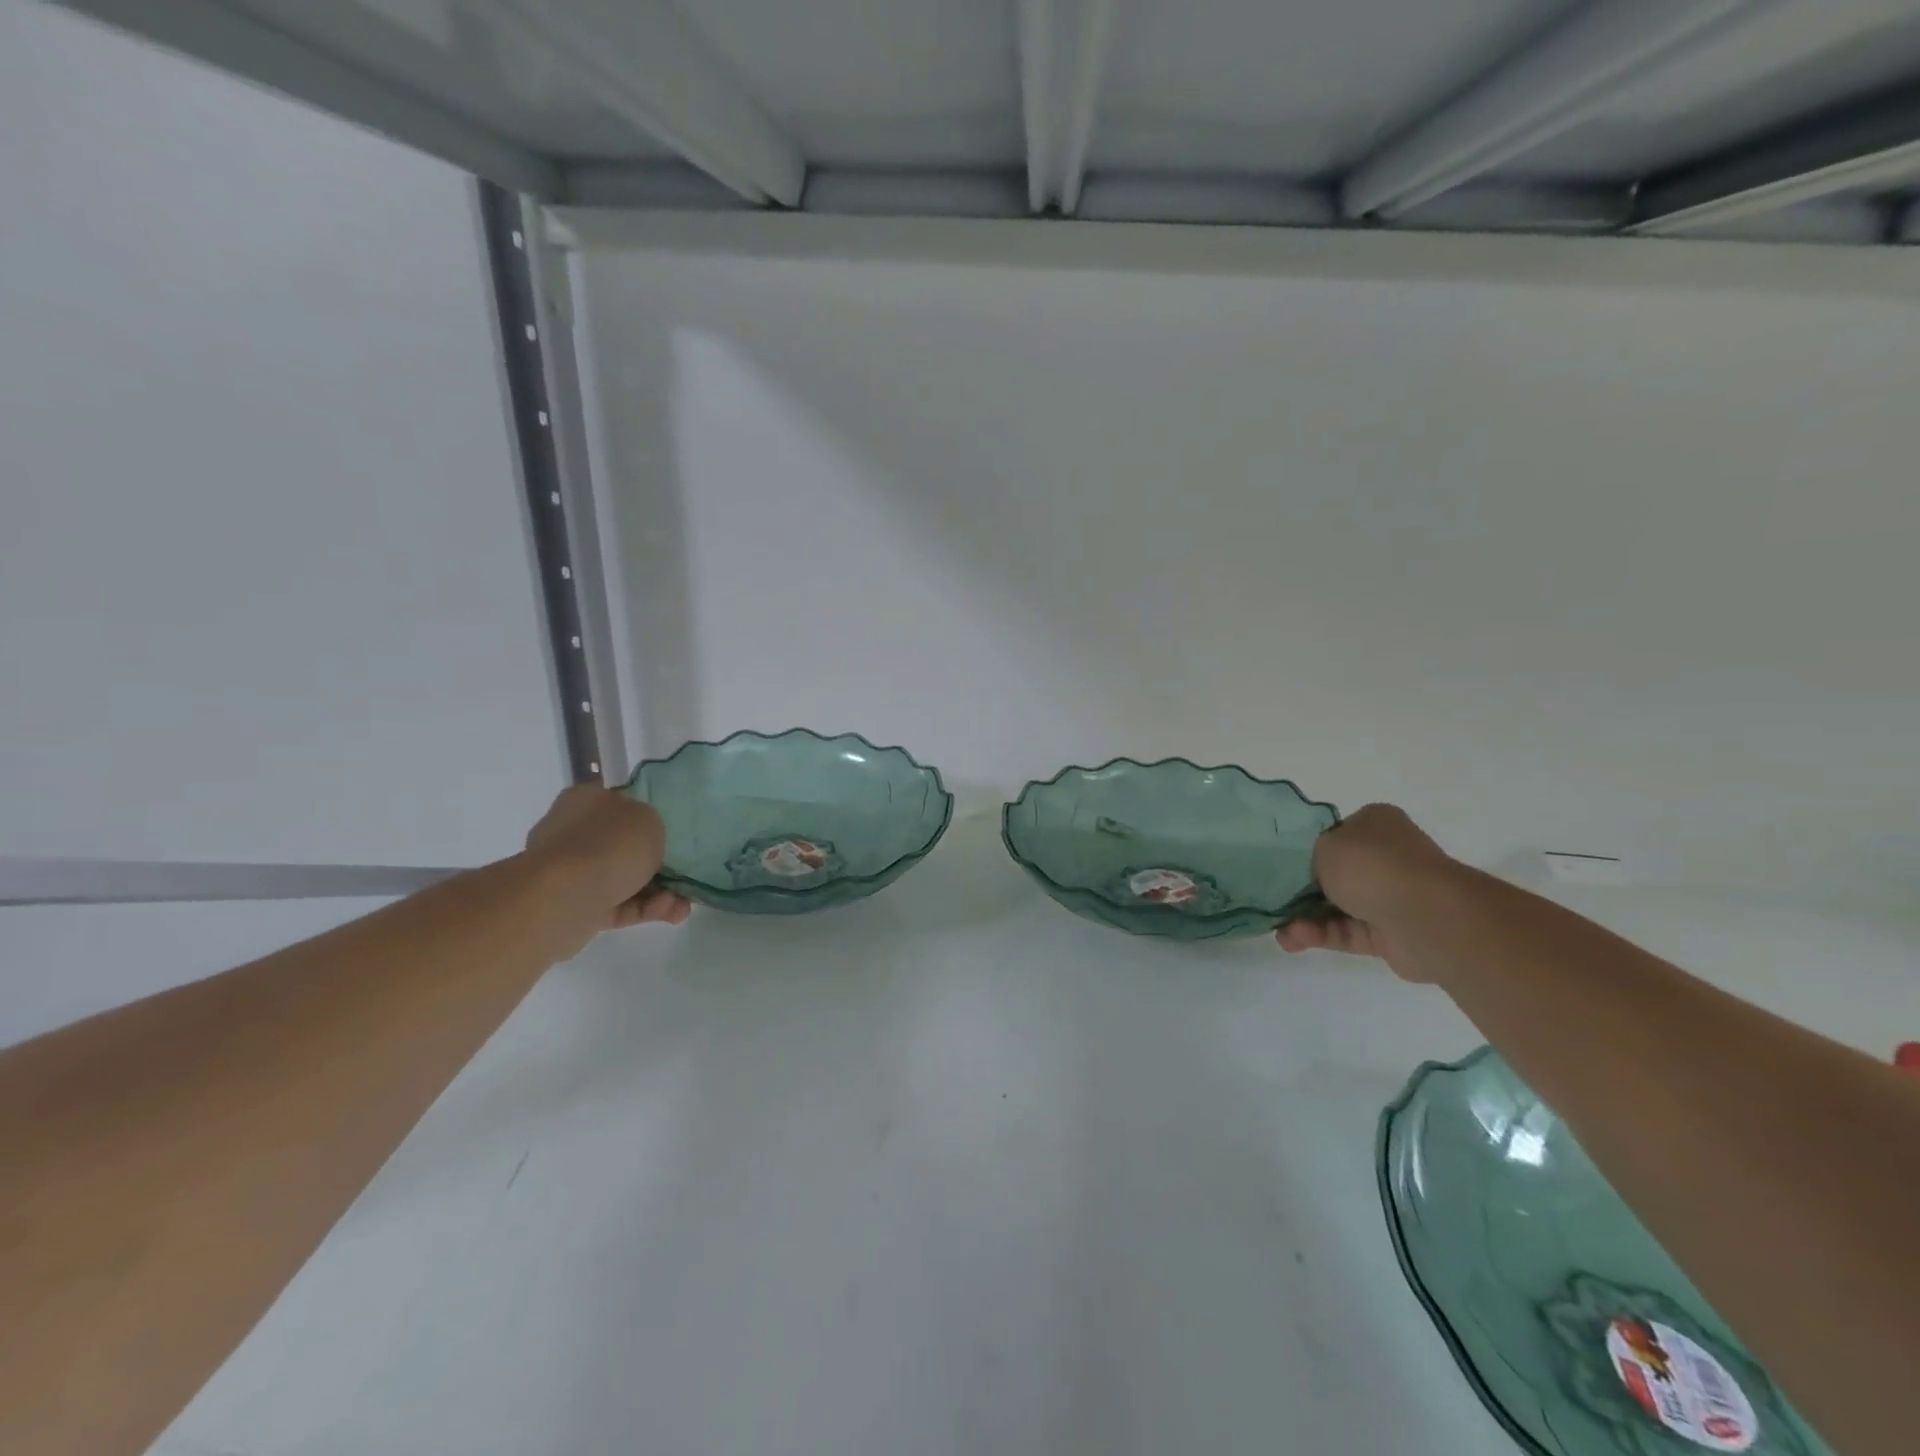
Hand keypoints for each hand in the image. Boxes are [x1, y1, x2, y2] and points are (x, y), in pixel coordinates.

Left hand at [524, 784, 691, 931]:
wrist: (563, 899)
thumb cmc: (609, 845)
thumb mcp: (649, 818)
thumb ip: (652, 822)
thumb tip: (643, 833)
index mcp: (587, 800)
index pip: (621, 801)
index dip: (649, 815)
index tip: (674, 831)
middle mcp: (573, 832)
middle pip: (623, 844)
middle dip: (659, 862)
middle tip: (686, 873)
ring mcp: (571, 872)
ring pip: (624, 878)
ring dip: (658, 891)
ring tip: (682, 905)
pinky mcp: (574, 906)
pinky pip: (617, 904)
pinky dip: (644, 908)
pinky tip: (670, 913)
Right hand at [1274, 803, 1456, 979]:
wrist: (1427, 918)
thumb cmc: (1373, 867)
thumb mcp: (1323, 844)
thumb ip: (1307, 855)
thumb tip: (1312, 870)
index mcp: (1375, 825)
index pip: (1334, 834)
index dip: (1305, 849)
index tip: (1279, 865)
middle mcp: (1387, 857)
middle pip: (1333, 873)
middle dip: (1300, 890)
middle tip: (1270, 900)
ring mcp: (1391, 896)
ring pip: (1337, 906)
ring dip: (1305, 917)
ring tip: (1278, 929)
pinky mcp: (1390, 933)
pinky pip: (1347, 932)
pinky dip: (1320, 934)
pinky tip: (1293, 939)